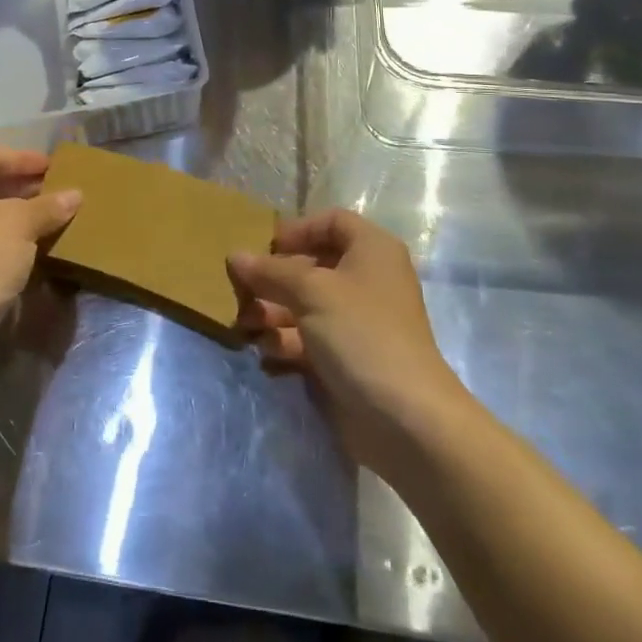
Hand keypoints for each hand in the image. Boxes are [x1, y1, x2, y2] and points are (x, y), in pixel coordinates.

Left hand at [0, 147, 82, 366]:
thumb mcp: (22, 224)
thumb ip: (49, 205)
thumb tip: (76, 194)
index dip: (24, 159)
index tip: (53, 166)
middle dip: (21, 186)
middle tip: (54, 190)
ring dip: (14, 213)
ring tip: (48, 216)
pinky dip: (2, 235)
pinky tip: (30, 245)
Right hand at [228, 210, 462, 474]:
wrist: (405, 419)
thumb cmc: (361, 333)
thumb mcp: (311, 292)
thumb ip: (271, 271)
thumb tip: (235, 256)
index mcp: (371, 250)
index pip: (332, 221)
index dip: (298, 230)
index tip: (267, 248)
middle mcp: (367, 280)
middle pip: (313, 265)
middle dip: (275, 278)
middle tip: (242, 291)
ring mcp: (357, 322)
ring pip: (306, 305)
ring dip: (273, 313)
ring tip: (246, 326)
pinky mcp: (347, 358)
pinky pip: (309, 339)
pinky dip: (286, 343)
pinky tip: (266, 354)